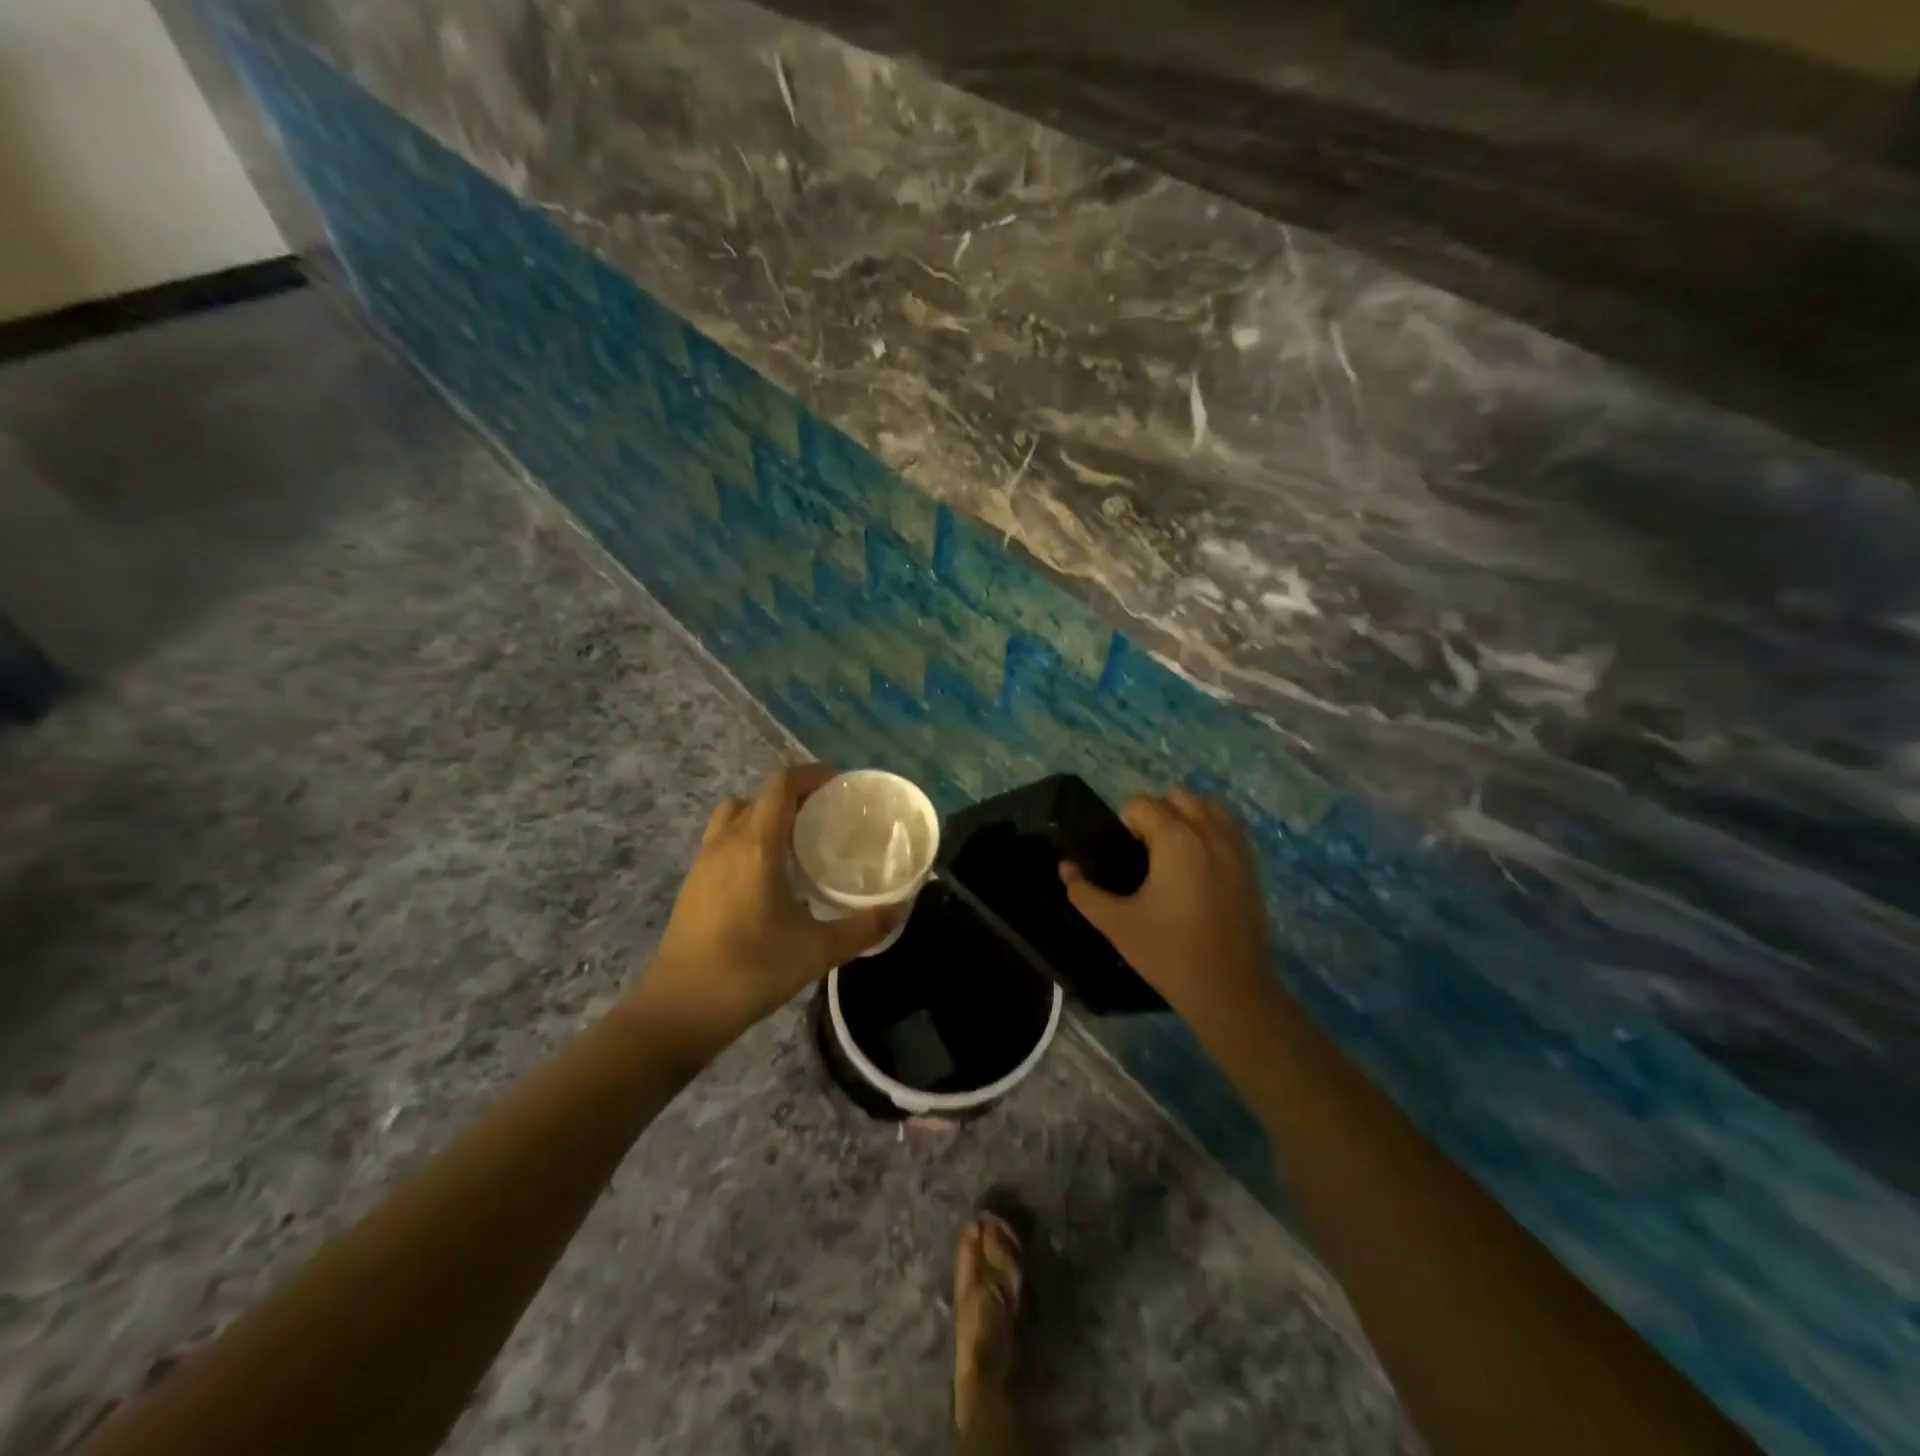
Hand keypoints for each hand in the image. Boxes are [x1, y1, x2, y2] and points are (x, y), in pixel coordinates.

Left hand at [633, 766, 900, 1044]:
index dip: (812, 775)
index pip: (781, 784)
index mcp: (756, 845)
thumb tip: (902, 908)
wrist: (679, 1010)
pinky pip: (723, 840)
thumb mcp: (817, 951)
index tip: (842, 787)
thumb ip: (864, 927)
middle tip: (827, 817)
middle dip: (794, 796)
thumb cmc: (750, 971)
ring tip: (798, 843)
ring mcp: (703, 862)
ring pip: (735, 816)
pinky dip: (748, 839)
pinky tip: (770, 877)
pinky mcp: (693, 885)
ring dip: (765, 816)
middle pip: (759, 796)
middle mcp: (726, 842)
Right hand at [1060, 788, 1273, 1029]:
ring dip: (1187, 815)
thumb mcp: (1115, 924)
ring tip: (1173, 852)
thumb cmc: (1168, 952)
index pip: (1141, 803)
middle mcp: (1207, 831)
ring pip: (1207, 805)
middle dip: (1156, 814)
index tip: (1124, 857)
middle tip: (1146, 854)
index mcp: (1174, 839)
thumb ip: (1084, 892)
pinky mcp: (1251, 864)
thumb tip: (1065, 868)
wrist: (1230, 989)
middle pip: (1176, 796)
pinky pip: (1230, 826)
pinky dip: (1212, 828)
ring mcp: (1235, 846)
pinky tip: (1199, 862)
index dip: (1125, 823)